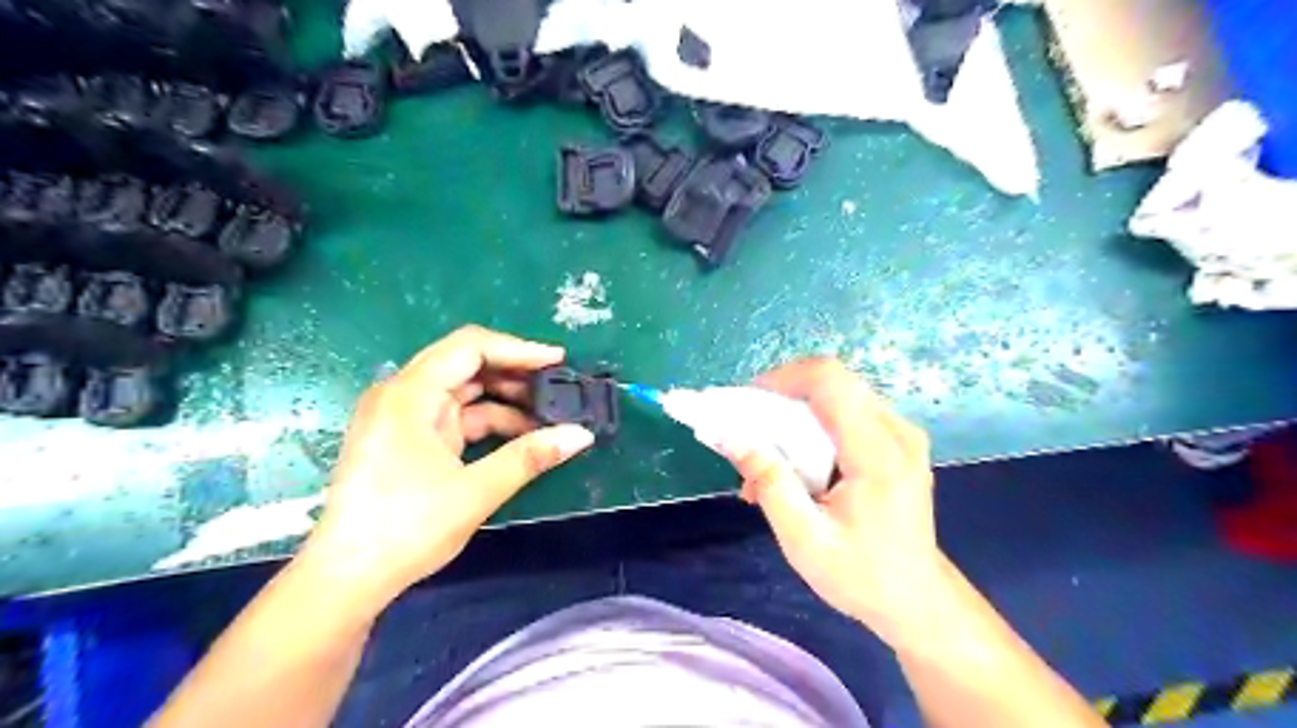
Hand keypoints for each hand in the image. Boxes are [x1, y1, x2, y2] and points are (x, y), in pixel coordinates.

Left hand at [305, 326, 591, 605]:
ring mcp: (403, 417)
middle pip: (466, 364)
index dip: (518, 349)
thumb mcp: (476, 490)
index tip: (558, 361)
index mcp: (410, 394)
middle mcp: (402, 394)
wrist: (348, 578)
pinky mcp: (408, 438)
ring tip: (547, 414)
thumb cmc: (406, 528)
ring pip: (463, 390)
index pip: (470, 348)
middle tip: (557, 387)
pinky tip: (520, 436)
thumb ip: (530, 456)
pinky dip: (488, 421)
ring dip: (505, 400)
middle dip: (514, 373)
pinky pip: (455, 415)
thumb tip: (582, 435)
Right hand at [715, 360, 949, 649]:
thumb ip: (769, 482)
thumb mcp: (804, 539)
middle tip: (748, 434)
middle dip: (781, 400)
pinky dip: (811, 430)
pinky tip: (793, 468)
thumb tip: (729, 436)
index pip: (829, 381)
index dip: (782, 378)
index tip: (745, 403)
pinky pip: (846, 414)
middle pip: (831, 383)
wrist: (918, 601)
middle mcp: (896, 431)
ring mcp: (901, 434)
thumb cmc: (862, 577)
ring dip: (793, 419)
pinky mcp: (896, 442)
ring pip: (835, 396)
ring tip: (766, 462)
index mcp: (878, 453)